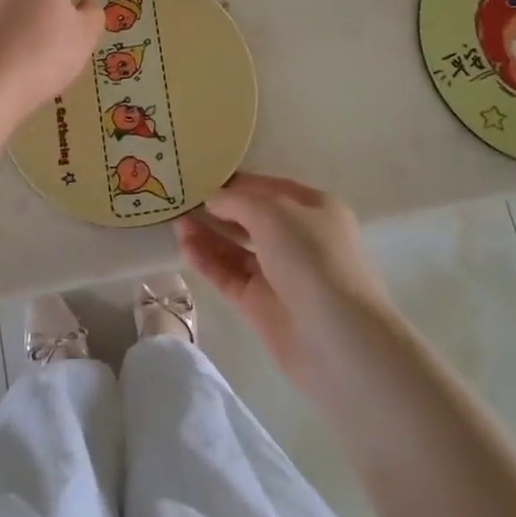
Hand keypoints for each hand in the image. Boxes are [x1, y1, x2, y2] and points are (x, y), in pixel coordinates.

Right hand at [178, 172, 395, 392]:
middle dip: (219, 209)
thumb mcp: (273, 213)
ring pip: (237, 248)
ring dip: (208, 235)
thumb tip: (213, 199)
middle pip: (251, 218)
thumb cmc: (312, 259)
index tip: (201, 176)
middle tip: (181, 200)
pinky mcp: (262, 306)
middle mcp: (299, 239)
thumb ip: (237, 201)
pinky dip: (209, 262)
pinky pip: (230, 276)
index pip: (268, 188)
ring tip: (176, 223)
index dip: (236, 182)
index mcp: (314, 209)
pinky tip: (185, 248)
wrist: (339, 340)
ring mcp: (280, 274)